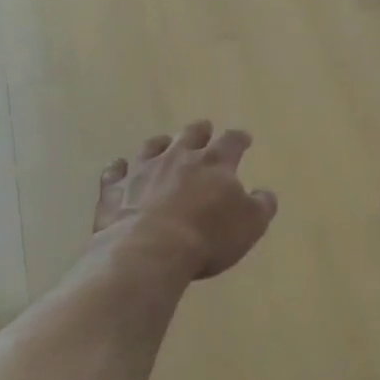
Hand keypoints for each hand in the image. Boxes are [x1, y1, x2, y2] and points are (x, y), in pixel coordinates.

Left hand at [95, 121, 277, 279]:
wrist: (150, 251)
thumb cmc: (208, 237)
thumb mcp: (250, 225)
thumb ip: (261, 205)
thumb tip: (264, 193)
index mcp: (215, 163)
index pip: (232, 142)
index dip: (239, 139)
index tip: (244, 138)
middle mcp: (178, 158)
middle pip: (191, 135)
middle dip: (200, 131)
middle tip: (204, 129)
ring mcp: (143, 170)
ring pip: (152, 147)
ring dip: (160, 144)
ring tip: (163, 142)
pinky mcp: (115, 189)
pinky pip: (115, 172)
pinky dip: (119, 168)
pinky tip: (119, 168)